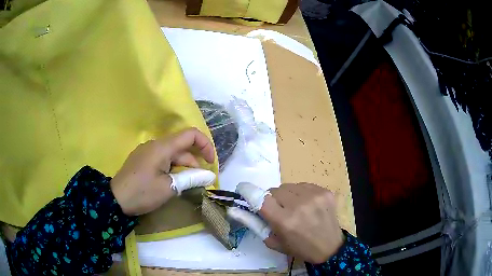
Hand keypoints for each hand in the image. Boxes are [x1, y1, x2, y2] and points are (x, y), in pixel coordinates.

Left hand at [110, 128, 216, 215]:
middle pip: (182, 148)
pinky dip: (172, 169)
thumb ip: (191, 179)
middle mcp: (155, 144)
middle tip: (199, 183)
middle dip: (194, 164)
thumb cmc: (142, 192)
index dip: (205, 145)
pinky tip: (171, 183)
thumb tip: (210, 175)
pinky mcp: (142, 160)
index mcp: (162, 147)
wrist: (115, 200)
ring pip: (172, 155)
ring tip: (185, 186)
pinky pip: (162, 160)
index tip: (211, 163)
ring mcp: (147, 152)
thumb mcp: (169, 188)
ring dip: (183, 168)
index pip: (191, 135)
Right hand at [228, 182, 342, 263]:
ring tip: (295, 208)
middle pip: (274, 190)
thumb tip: (234, 210)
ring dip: (287, 195)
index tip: (243, 189)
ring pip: (289, 186)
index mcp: (285, 221)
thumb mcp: (273, 242)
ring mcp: (315, 196)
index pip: (260, 198)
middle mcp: (299, 205)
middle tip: (279, 211)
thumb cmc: (299, 248)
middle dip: (273, 199)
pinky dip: (301, 193)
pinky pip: (304, 185)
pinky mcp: (325, 192)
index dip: (249, 191)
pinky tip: (307, 205)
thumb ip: (254, 224)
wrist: (330, 247)